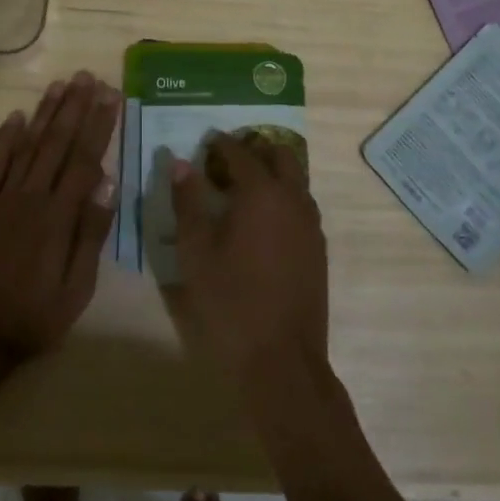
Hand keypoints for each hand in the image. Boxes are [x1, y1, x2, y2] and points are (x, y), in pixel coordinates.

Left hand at [0, 71, 120, 367]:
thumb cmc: (33, 317)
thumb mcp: (76, 289)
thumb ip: (90, 234)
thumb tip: (107, 184)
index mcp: (58, 216)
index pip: (84, 159)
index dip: (99, 125)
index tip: (111, 95)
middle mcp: (31, 197)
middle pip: (56, 143)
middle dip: (74, 107)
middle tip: (87, 76)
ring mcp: (1, 198)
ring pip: (26, 145)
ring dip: (44, 113)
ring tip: (59, 84)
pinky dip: (3, 139)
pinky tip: (14, 116)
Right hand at [171, 132, 329, 384]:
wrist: (281, 359)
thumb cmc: (230, 302)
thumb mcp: (195, 252)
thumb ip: (187, 202)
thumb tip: (180, 163)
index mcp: (262, 193)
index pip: (241, 152)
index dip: (221, 143)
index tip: (206, 141)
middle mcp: (293, 198)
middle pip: (279, 155)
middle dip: (254, 150)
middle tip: (226, 160)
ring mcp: (311, 223)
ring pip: (296, 179)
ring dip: (272, 172)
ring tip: (242, 188)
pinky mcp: (318, 248)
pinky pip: (302, 204)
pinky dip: (284, 196)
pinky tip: (263, 220)